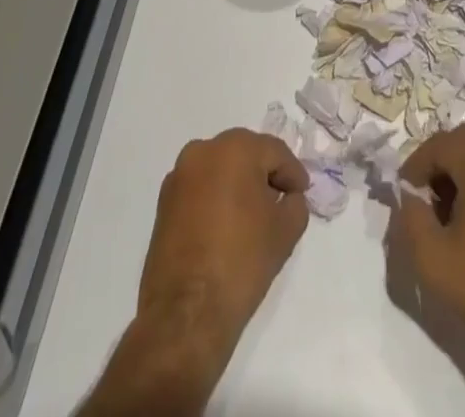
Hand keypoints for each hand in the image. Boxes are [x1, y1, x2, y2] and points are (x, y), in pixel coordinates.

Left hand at [136, 128, 309, 357]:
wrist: (185, 315)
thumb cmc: (241, 262)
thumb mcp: (286, 231)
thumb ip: (295, 204)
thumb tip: (287, 198)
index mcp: (234, 148)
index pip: (274, 152)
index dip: (292, 174)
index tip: (301, 195)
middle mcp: (202, 151)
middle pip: (244, 154)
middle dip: (264, 175)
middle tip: (280, 202)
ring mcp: (178, 177)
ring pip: (219, 170)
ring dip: (238, 186)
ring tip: (252, 217)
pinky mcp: (163, 204)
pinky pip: (199, 190)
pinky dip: (215, 200)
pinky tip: (226, 228)